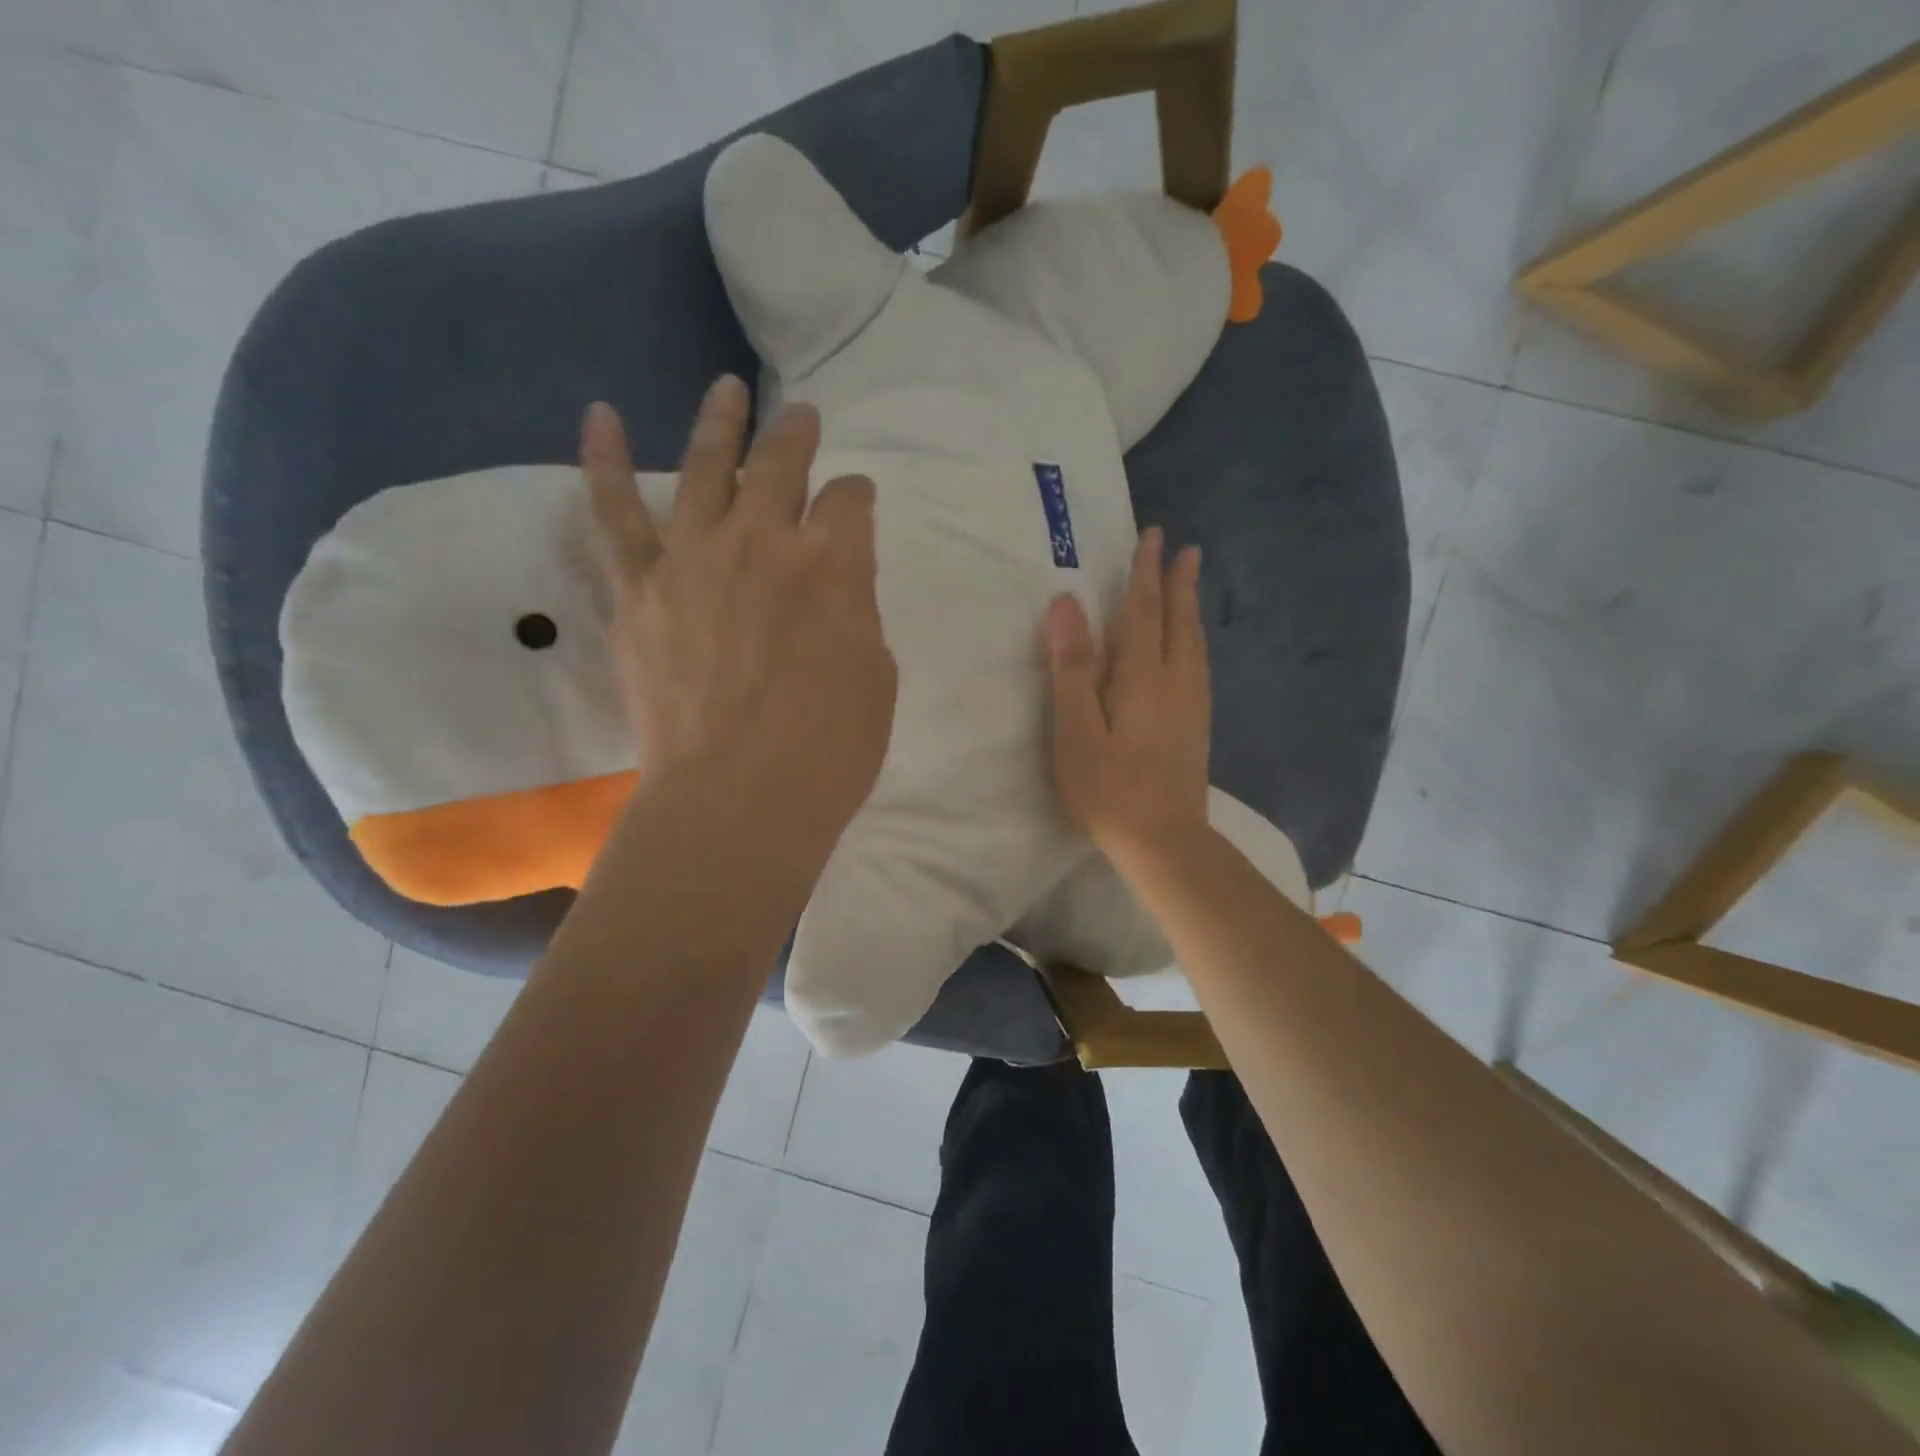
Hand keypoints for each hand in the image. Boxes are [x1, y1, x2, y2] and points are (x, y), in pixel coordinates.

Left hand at [582, 377, 896, 838]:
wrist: (738, 800)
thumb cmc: (829, 749)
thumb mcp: (876, 675)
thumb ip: (857, 612)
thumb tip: (835, 585)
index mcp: (834, 562)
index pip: (850, 500)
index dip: (856, 498)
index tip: (856, 506)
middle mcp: (764, 540)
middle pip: (782, 463)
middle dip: (798, 437)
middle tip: (804, 419)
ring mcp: (694, 558)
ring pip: (707, 466)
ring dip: (721, 421)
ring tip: (726, 387)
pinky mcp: (641, 588)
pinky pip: (616, 512)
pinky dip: (606, 460)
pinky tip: (601, 416)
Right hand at [1044, 527, 1210, 869]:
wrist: (1164, 842)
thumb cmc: (1109, 789)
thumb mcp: (1076, 730)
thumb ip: (1072, 666)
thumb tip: (1065, 603)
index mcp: (1142, 677)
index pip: (1143, 612)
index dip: (1145, 573)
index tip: (1153, 536)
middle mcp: (1175, 683)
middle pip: (1179, 622)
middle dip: (1178, 583)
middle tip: (1186, 549)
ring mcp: (1192, 706)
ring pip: (1194, 644)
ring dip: (1190, 609)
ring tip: (1190, 587)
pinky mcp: (1196, 728)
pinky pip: (1198, 666)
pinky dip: (1194, 641)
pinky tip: (1191, 650)